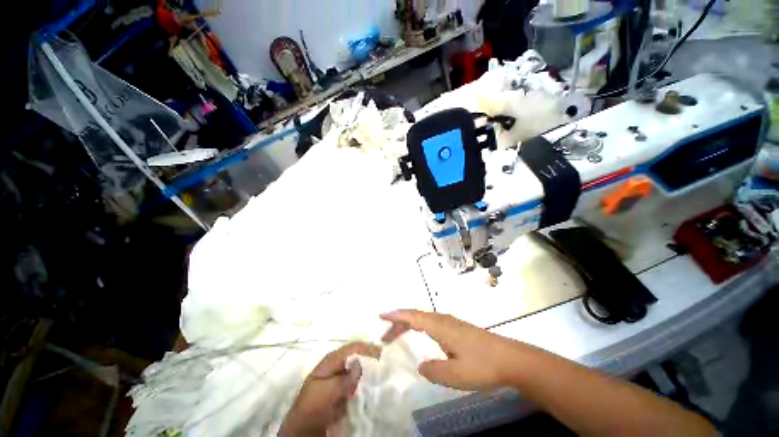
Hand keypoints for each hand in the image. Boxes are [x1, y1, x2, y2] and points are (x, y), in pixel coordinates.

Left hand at [279, 342, 380, 436]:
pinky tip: (373, 389)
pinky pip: (357, 385)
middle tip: (385, 365)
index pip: (353, 348)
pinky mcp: (342, 392)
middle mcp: (337, 366)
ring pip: (358, 371)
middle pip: (357, 357)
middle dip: (371, 360)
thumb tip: (360, 363)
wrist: (303, 430)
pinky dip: (365, 386)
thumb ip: (343, 379)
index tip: (382, 353)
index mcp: (331, 361)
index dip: (367, 348)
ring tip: (382, 376)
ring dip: (369, 373)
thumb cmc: (312, 407)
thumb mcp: (326, 392)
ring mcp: (339, 379)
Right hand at [380, 310, 524, 390]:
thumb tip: (421, 366)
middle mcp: (444, 320)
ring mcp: (451, 323)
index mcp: (440, 327)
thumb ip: (434, 371)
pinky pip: (431, 323)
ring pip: (424, 319)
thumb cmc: (483, 365)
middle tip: (385, 335)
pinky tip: (422, 337)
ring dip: (408, 325)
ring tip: (397, 334)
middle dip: (399, 322)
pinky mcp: (458, 329)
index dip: (396, 316)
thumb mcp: (456, 375)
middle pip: (416, 316)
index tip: (381, 315)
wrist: (511, 359)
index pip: (413, 317)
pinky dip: (419, 327)